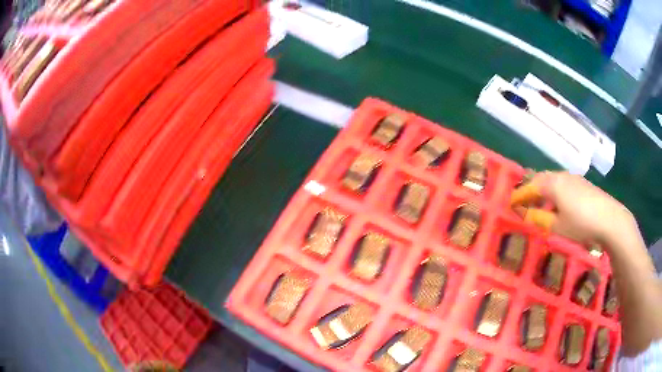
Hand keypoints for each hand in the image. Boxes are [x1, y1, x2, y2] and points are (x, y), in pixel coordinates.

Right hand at [510, 171, 636, 245]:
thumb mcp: (558, 226)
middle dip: (531, 188)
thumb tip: (526, 215)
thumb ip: (540, 219)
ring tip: (539, 201)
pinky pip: (562, 183)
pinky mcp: (582, 183)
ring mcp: (573, 178)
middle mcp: (561, 176)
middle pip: (541, 179)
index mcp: (552, 185)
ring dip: (543, 189)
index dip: (520, 195)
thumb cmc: (581, 223)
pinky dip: (554, 190)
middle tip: (523, 200)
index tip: (510, 202)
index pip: (530, 187)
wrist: (609, 218)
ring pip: (552, 180)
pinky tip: (558, 201)